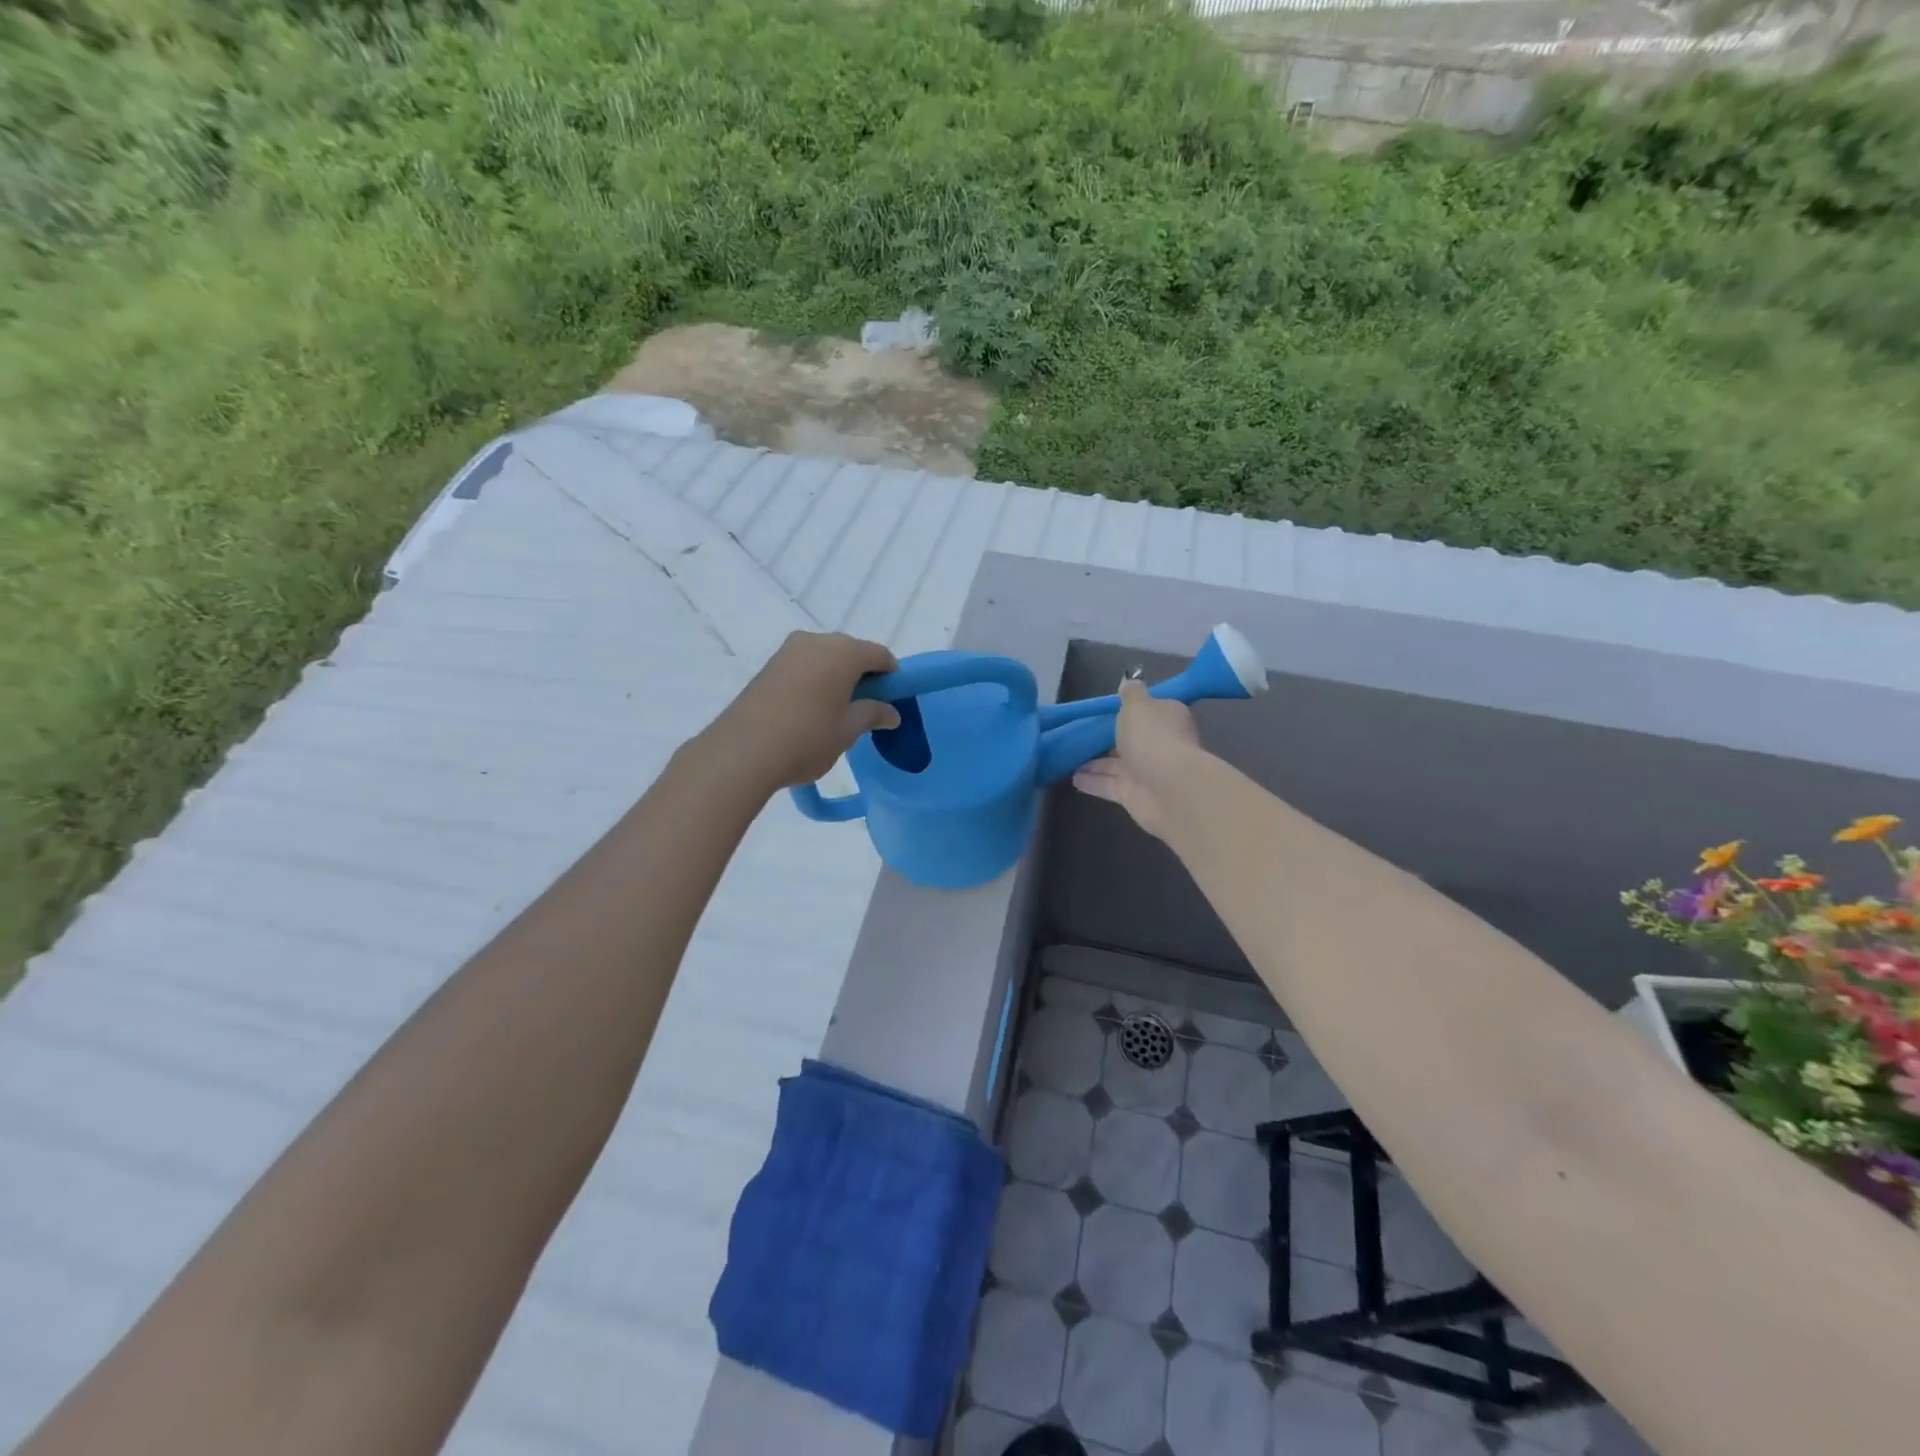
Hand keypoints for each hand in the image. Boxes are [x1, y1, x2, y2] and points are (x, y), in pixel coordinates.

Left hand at [702, 631, 901, 791]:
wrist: (742, 751)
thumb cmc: (807, 738)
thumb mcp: (848, 730)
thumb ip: (873, 714)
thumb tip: (891, 712)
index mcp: (844, 652)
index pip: (880, 655)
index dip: (892, 676)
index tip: (891, 701)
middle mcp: (817, 641)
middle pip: (851, 652)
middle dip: (863, 675)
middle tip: (864, 710)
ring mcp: (789, 651)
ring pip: (825, 658)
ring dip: (837, 678)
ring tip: (835, 713)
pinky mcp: (769, 665)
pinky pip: (804, 666)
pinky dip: (815, 680)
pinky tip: (811, 710)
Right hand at [1071, 679, 1203, 840]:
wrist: (1169, 789)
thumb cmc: (1153, 737)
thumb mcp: (1137, 705)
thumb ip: (1130, 693)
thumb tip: (1129, 680)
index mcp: (1166, 717)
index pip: (1149, 710)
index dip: (1129, 710)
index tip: (1105, 710)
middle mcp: (1159, 743)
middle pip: (1131, 738)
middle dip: (1108, 738)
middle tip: (1080, 735)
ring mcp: (1147, 771)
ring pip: (1116, 764)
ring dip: (1094, 762)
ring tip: (1069, 757)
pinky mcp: (1134, 794)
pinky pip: (1108, 784)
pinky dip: (1092, 781)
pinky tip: (1072, 778)